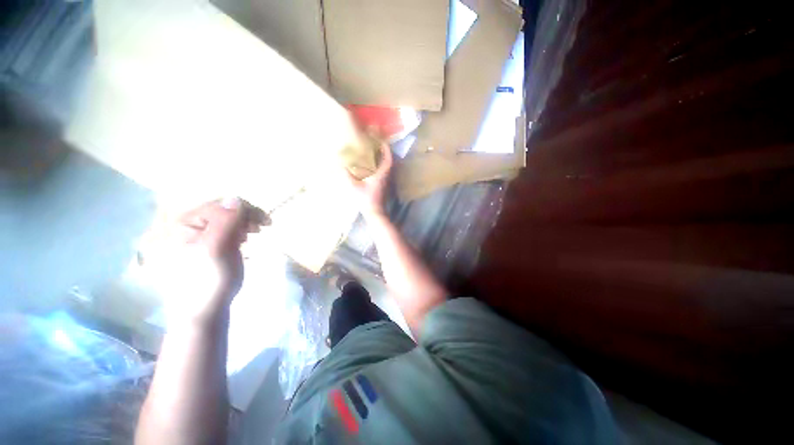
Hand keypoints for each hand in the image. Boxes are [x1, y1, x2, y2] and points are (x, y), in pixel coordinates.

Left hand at [148, 198, 265, 328]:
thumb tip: (236, 198)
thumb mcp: (215, 249)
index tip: (265, 224)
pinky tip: (244, 241)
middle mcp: (188, 225)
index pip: (220, 205)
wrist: (204, 310)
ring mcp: (197, 236)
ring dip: (244, 223)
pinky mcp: (207, 246)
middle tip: (260, 230)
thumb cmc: (208, 280)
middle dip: (245, 217)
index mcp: (184, 223)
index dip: (245, 210)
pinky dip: (240, 231)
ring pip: (227, 219)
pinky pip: (226, 229)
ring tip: (252, 235)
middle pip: (223, 210)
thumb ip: (224, 222)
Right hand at [344, 143, 392, 217]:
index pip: (388, 159)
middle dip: (385, 152)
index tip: (383, 142)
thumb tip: (340, 165)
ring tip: (376, 154)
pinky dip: (382, 167)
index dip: (386, 149)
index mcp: (381, 175)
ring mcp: (387, 183)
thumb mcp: (354, 187)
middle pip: (389, 162)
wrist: (375, 213)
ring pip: (388, 168)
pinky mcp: (385, 187)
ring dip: (384, 160)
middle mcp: (386, 177)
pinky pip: (385, 173)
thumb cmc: (365, 200)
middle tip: (378, 146)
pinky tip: (374, 168)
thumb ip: (346, 175)